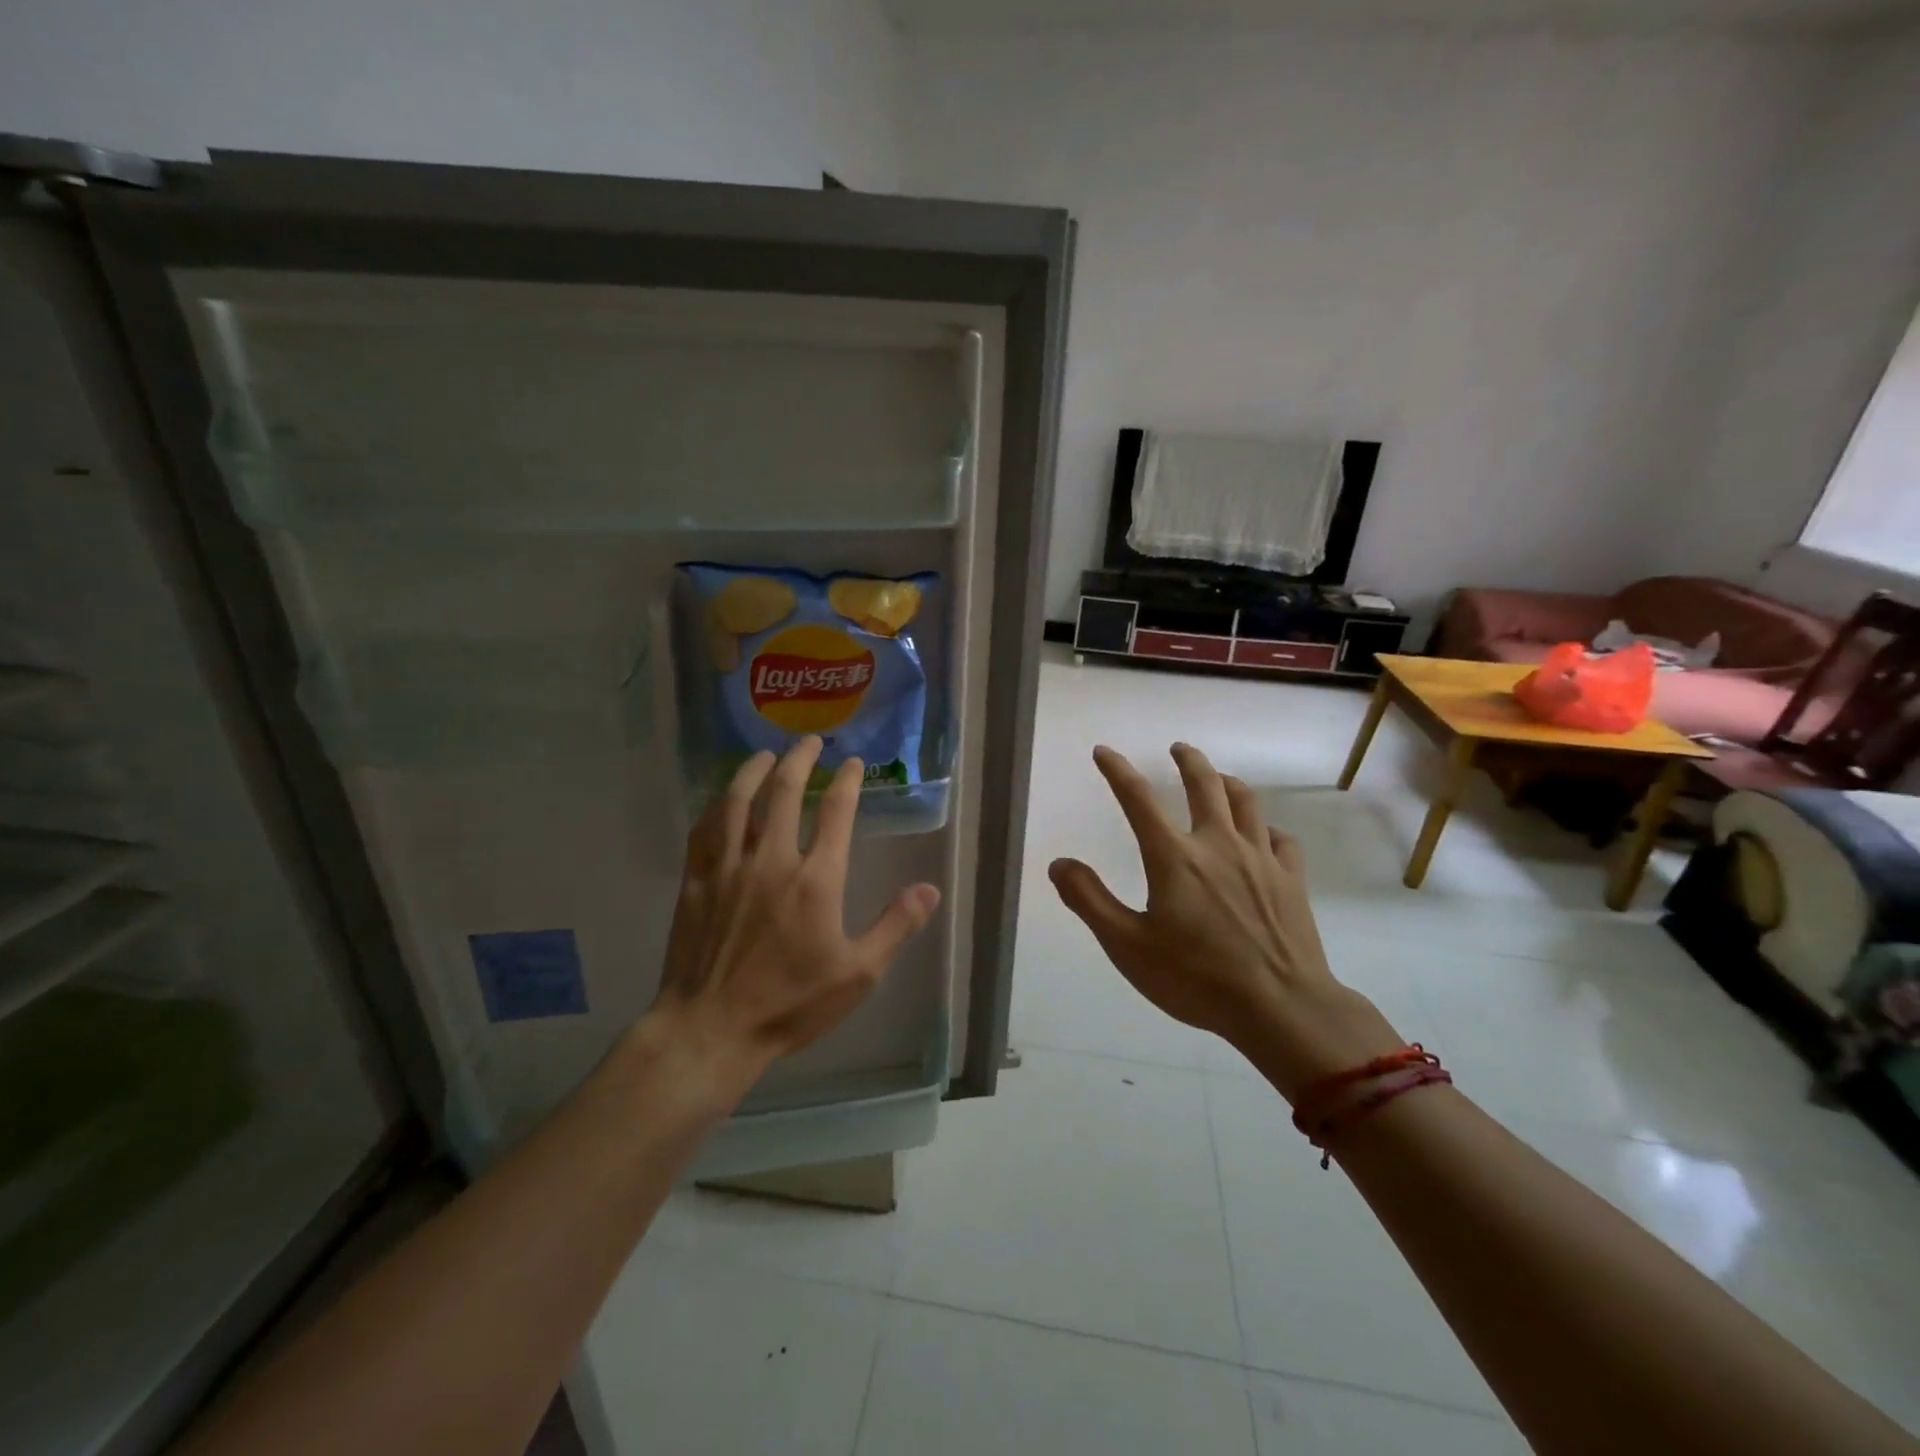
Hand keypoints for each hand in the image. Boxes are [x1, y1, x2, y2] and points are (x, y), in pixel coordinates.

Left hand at [650, 737, 940, 1086]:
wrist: (711, 1030)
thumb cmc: (790, 1004)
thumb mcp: (858, 974)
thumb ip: (895, 927)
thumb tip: (930, 890)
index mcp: (816, 879)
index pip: (835, 812)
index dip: (845, 780)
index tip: (851, 762)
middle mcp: (772, 860)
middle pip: (784, 791)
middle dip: (799, 759)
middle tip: (808, 741)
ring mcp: (728, 867)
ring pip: (738, 801)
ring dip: (753, 770)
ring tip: (764, 754)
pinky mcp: (696, 881)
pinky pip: (704, 829)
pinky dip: (716, 805)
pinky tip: (723, 799)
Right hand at [1048, 742, 1399, 1099]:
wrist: (1280, 1007)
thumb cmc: (1196, 978)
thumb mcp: (1127, 946)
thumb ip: (1090, 901)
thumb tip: (1059, 863)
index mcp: (1174, 858)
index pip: (1138, 799)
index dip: (1117, 770)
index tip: (1104, 752)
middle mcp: (1217, 844)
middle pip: (1204, 784)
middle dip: (1188, 760)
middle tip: (1178, 749)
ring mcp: (1260, 859)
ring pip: (1246, 802)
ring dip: (1228, 782)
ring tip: (1219, 778)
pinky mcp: (1291, 879)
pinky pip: (1281, 839)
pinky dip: (1267, 828)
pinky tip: (1264, 835)